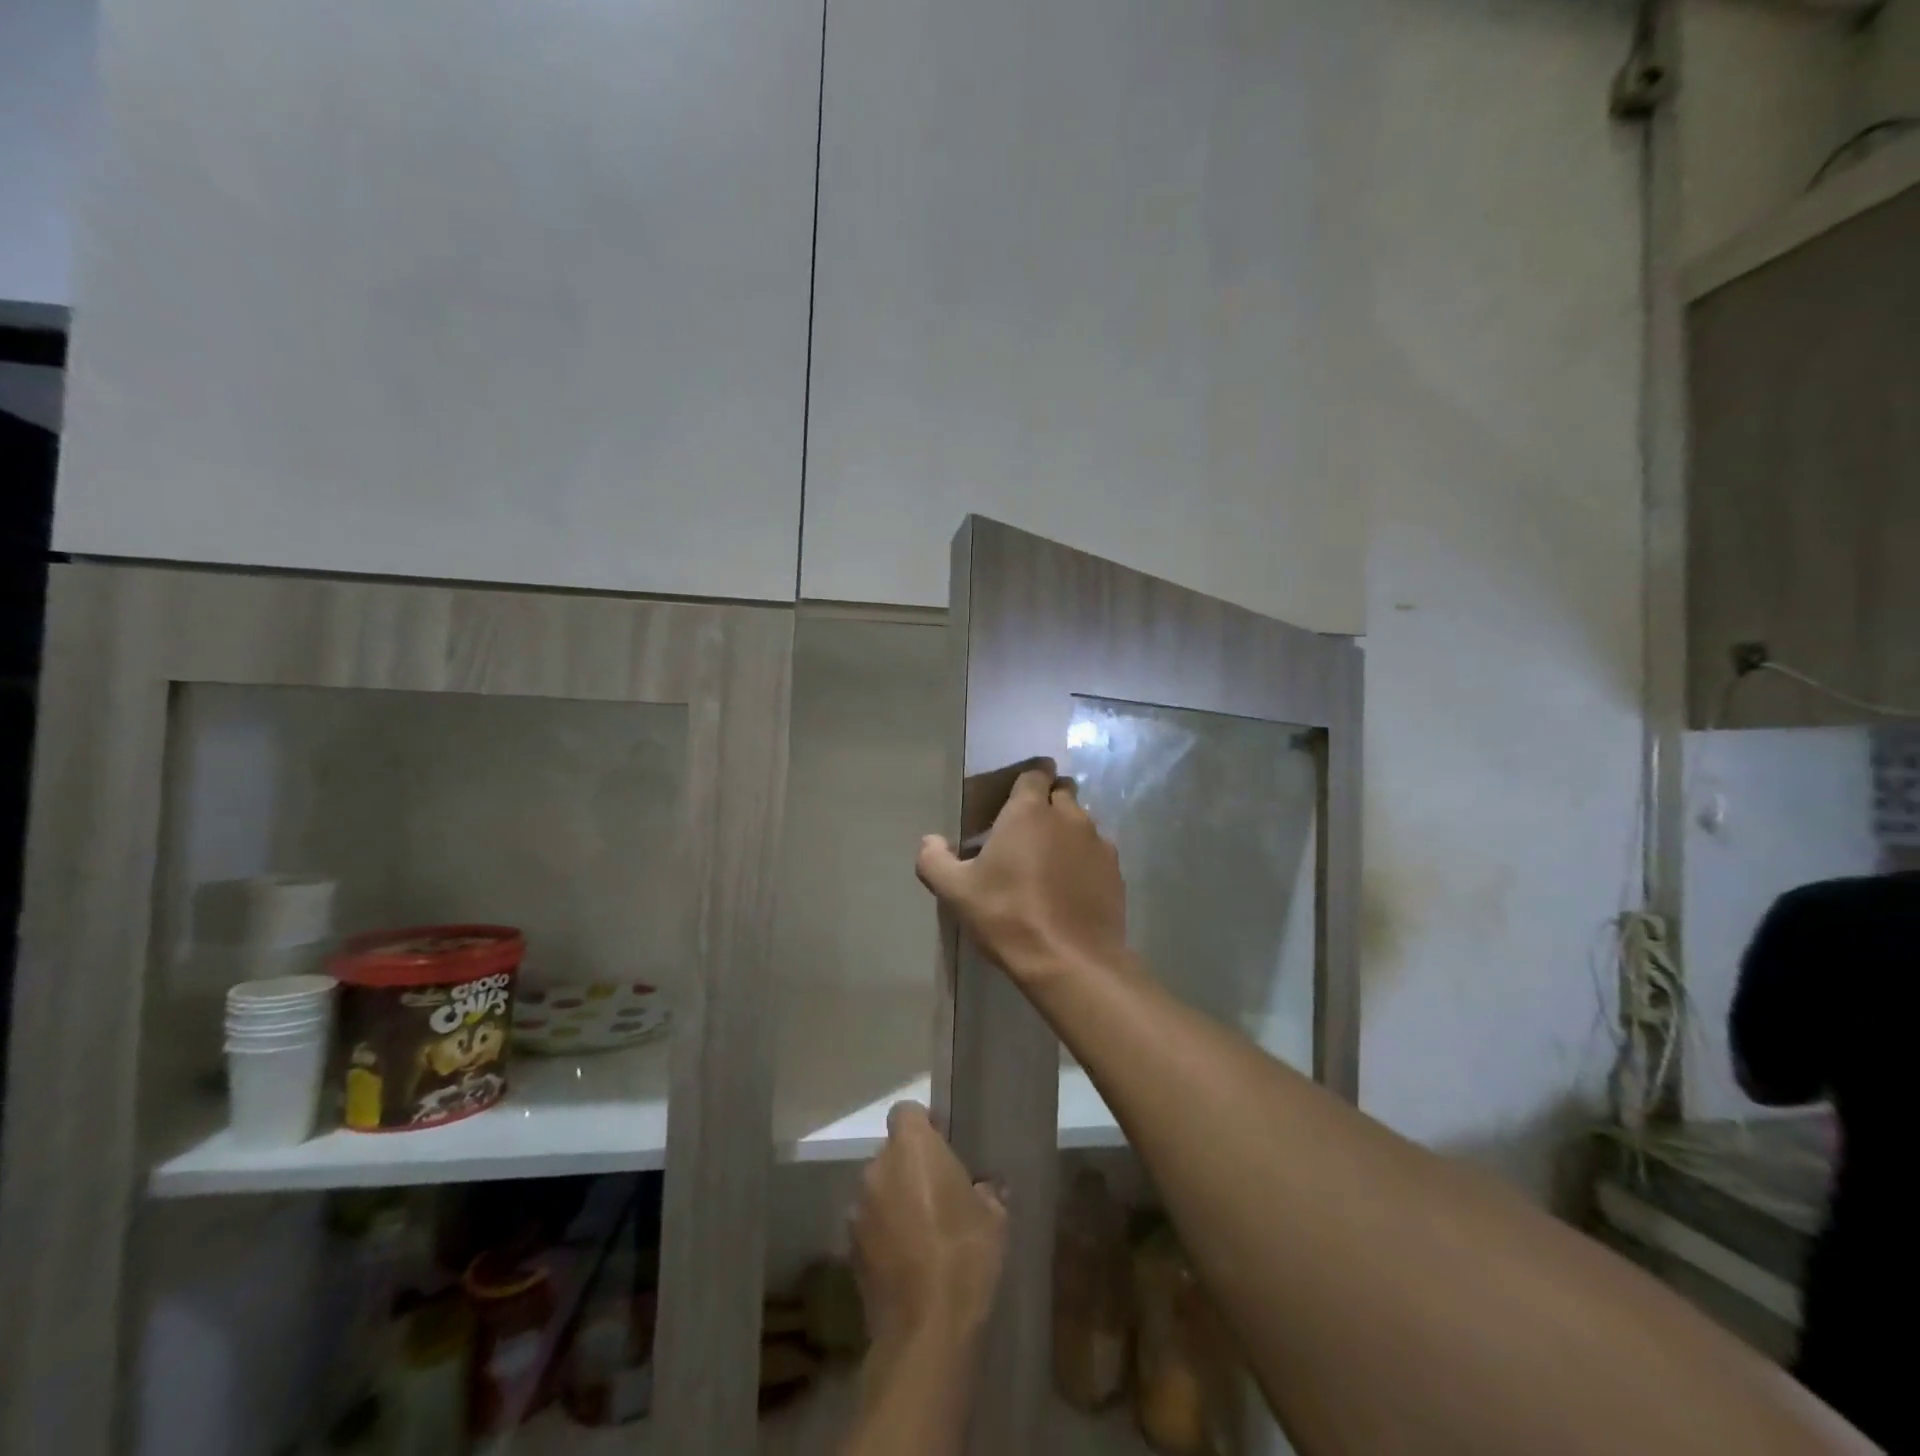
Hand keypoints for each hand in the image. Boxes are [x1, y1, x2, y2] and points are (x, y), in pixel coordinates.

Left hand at [851, 1102, 1007, 1347]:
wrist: (926, 1330)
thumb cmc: (965, 1256)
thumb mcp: (994, 1217)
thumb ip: (985, 1190)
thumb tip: (984, 1187)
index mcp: (912, 1148)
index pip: (906, 1112)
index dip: (922, 1125)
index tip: (942, 1146)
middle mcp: (878, 1168)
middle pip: (891, 1152)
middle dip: (910, 1166)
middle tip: (938, 1192)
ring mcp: (859, 1208)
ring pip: (879, 1189)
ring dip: (895, 1199)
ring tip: (922, 1230)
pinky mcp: (850, 1248)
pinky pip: (871, 1224)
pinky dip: (885, 1232)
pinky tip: (907, 1259)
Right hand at [916, 761, 1128, 984]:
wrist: (1070, 961)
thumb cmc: (1008, 916)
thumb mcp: (956, 892)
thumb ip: (934, 860)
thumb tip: (930, 841)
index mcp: (1029, 811)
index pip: (1034, 773)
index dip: (1025, 784)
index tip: (1012, 804)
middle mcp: (1069, 816)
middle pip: (1062, 792)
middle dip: (1047, 803)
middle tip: (1026, 832)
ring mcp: (1098, 842)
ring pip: (1082, 822)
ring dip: (1066, 831)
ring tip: (1049, 862)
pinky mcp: (1116, 871)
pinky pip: (1097, 851)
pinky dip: (1084, 859)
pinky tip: (1071, 887)